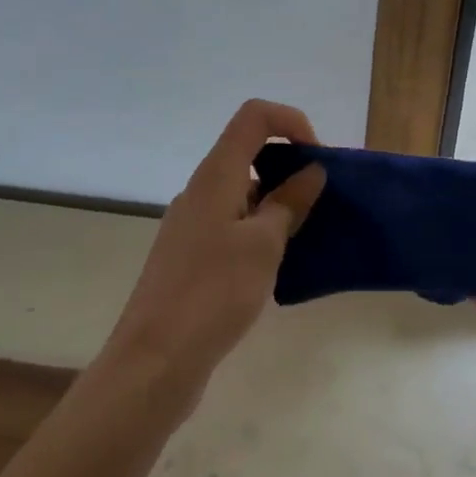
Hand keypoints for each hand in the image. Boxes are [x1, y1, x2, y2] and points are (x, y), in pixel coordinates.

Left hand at [102, 100, 324, 405]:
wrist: (154, 360)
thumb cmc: (214, 292)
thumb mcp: (264, 245)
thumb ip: (289, 203)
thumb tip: (310, 171)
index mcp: (216, 174)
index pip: (254, 116)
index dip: (291, 123)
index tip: (317, 158)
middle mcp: (201, 189)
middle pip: (249, 150)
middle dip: (290, 164)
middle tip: (320, 200)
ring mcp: (192, 222)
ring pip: (242, 191)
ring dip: (277, 201)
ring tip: (306, 236)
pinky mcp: (191, 254)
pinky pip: (232, 222)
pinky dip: (260, 228)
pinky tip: (277, 264)